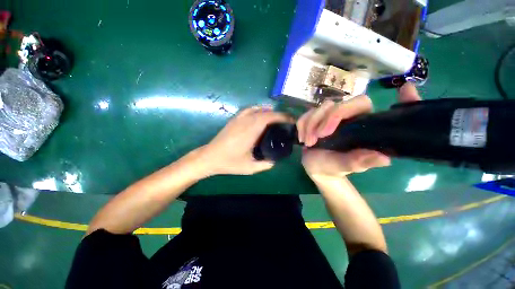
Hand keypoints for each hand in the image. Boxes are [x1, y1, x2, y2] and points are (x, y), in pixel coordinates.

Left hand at [199, 106, 292, 175]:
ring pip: (258, 109)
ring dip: (270, 112)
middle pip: (266, 112)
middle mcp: (246, 121)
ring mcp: (239, 118)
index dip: (282, 117)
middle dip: (279, 115)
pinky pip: (249, 109)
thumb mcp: (250, 168)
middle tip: (287, 122)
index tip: (291, 121)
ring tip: (277, 119)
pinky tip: (261, 115)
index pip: (270, 117)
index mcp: (251, 131)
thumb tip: (276, 160)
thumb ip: (266, 164)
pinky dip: (258, 109)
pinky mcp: (234, 119)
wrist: (210, 157)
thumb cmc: (229, 162)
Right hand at [297, 83, 420, 178]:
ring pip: (319, 108)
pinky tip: (302, 138)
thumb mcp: (343, 166)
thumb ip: (358, 162)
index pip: (365, 105)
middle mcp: (346, 118)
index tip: (404, 89)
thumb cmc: (332, 167)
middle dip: (325, 119)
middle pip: (337, 104)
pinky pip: (305, 115)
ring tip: (308, 143)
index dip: (386, 98)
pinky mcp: (314, 119)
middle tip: (318, 137)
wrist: (316, 168)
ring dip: (310, 125)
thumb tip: (384, 158)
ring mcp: (328, 117)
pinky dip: (301, 125)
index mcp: (360, 126)